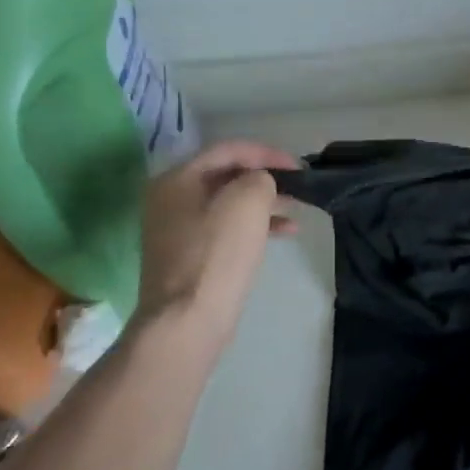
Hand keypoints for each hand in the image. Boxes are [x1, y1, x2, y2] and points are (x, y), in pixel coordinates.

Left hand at [135, 141, 299, 342]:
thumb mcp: (248, 202)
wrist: (187, 319)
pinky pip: (226, 228)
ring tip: (296, 209)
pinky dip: (254, 226)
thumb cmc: (217, 253)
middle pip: (226, 175)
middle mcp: (171, 199)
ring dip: (264, 203)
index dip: (266, 153)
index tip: (298, 166)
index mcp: (177, 179)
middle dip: (266, 178)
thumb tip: (260, 184)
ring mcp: (178, 229)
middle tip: (298, 186)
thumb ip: (260, 178)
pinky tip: (284, 233)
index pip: (228, 150)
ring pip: (229, 203)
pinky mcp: (190, 255)